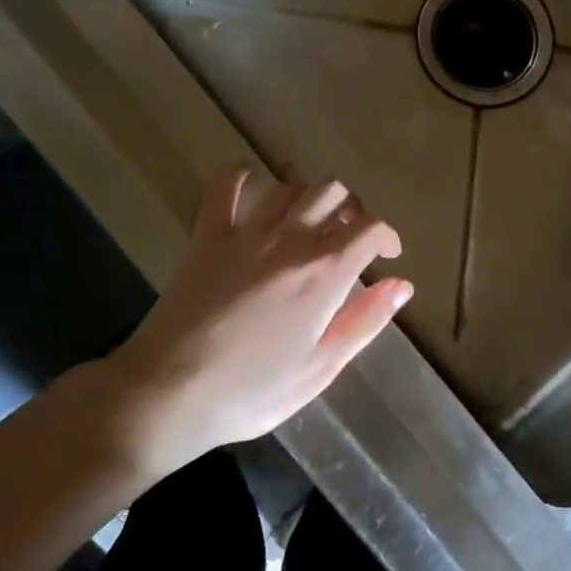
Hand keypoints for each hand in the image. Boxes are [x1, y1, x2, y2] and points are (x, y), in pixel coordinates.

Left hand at [91, 167, 409, 479]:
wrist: (168, 393)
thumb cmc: (253, 391)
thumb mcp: (322, 367)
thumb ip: (366, 321)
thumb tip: (402, 285)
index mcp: (325, 274)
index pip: (370, 228)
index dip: (387, 236)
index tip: (388, 255)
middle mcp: (290, 241)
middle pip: (333, 193)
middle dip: (352, 210)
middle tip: (351, 239)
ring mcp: (245, 234)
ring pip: (290, 186)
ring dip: (309, 197)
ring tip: (311, 224)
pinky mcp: (206, 236)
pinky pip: (225, 186)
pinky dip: (244, 177)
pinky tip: (255, 189)